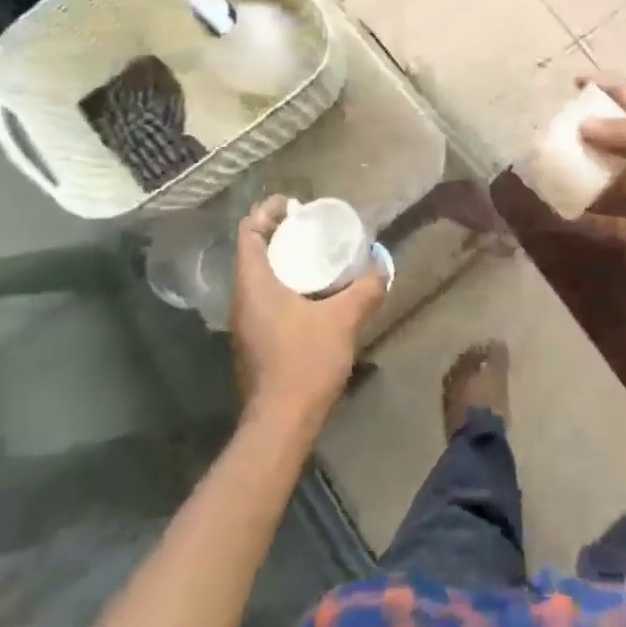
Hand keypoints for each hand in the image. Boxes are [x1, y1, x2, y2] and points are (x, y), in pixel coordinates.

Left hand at [229, 197, 387, 429]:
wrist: (281, 423)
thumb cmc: (305, 361)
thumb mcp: (343, 319)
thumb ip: (365, 290)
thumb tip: (382, 267)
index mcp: (254, 285)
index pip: (249, 232)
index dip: (267, 211)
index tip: (294, 203)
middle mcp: (243, 300)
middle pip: (255, 253)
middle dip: (281, 235)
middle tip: (313, 227)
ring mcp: (246, 324)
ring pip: (261, 279)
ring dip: (285, 262)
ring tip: (318, 256)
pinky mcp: (255, 343)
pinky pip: (268, 300)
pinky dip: (287, 286)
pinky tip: (315, 296)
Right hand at [576, 80, 625, 308]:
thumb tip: (585, 124)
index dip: (614, 88)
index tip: (578, 82)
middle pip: (625, 135)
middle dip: (594, 127)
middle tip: (559, 123)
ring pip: (614, 174)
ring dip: (587, 168)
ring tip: (554, 160)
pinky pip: (609, 214)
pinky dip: (588, 212)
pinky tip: (563, 209)